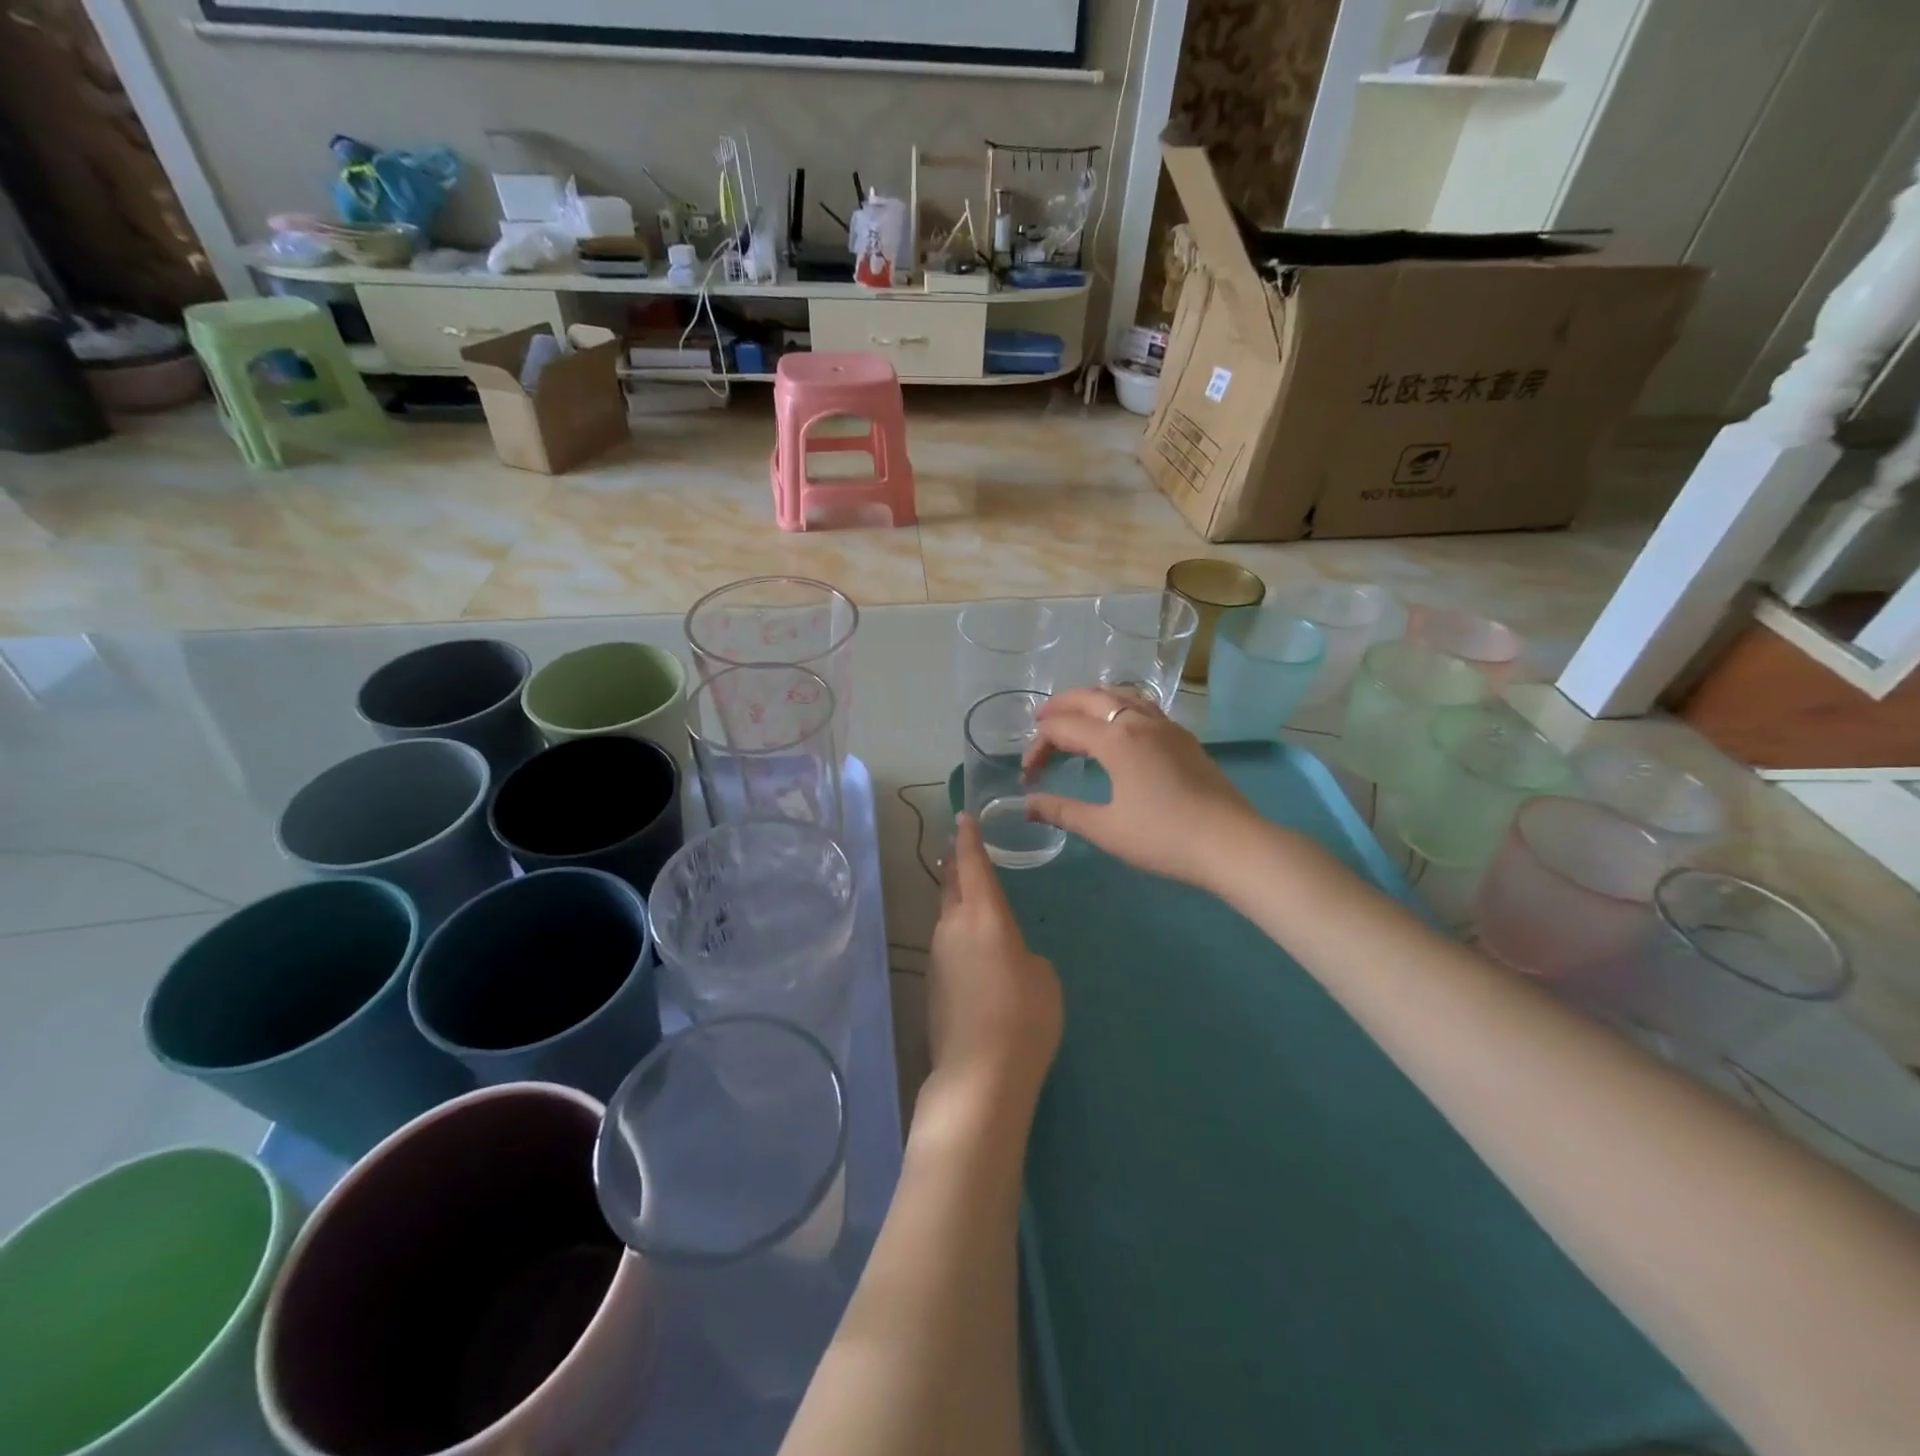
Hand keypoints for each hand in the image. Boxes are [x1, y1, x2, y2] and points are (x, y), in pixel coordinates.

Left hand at [926, 813, 1062, 1107]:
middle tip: (962, 851)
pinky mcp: (932, 986)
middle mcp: (953, 928)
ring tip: (972, 901)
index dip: (969, 839)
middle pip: (952, 885)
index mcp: (983, 915)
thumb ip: (1024, 953)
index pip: (973, 864)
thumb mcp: (1043, 976)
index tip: (963, 818)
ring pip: (947, 917)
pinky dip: (958, 938)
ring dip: (957, 903)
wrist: (980, 1075)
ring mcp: (938, 958)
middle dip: (957, 865)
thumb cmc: (1024, 1016)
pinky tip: (974, 957)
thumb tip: (1006, 957)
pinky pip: (947, 947)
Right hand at [1022, 687, 1259, 890]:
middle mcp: (1138, 722)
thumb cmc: (1163, 837)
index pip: (1063, 729)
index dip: (1038, 747)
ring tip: (1076, 717)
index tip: (1028, 776)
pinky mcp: (1183, 738)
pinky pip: (1142, 706)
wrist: (1231, 843)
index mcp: (1115, 740)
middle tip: (1039, 722)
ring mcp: (1165, 726)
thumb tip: (1028, 804)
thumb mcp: (1106, 829)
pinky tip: (1119, 729)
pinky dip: (1118, 707)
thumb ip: (1063, 811)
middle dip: (1060, 706)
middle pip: (1091, 697)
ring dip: (1091, 701)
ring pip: (1121, 695)